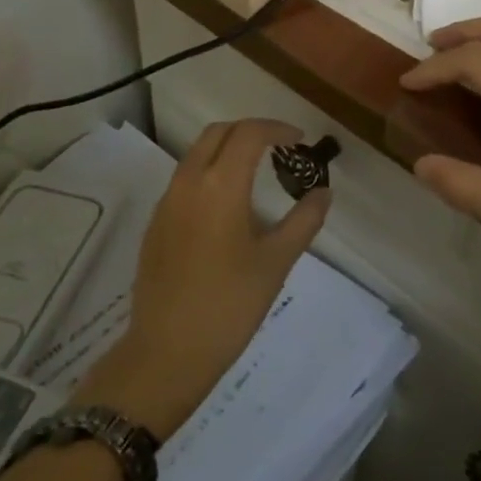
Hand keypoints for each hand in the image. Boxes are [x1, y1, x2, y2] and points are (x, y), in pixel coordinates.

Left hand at [75, 120, 327, 438]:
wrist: (166, 352)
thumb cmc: (229, 305)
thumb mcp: (276, 262)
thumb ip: (304, 220)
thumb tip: (323, 192)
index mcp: (220, 185)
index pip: (248, 133)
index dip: (277, 128)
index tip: (300, 140)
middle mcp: (188, 181)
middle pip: (218, 133)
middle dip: (250, 131)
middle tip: (279, 148)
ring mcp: (167, 201)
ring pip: (197, 153)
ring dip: (227, 150)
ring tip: (257, 173)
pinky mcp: (156, 222)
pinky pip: (184, 179)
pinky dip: (209, 172)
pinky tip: (227, 206)